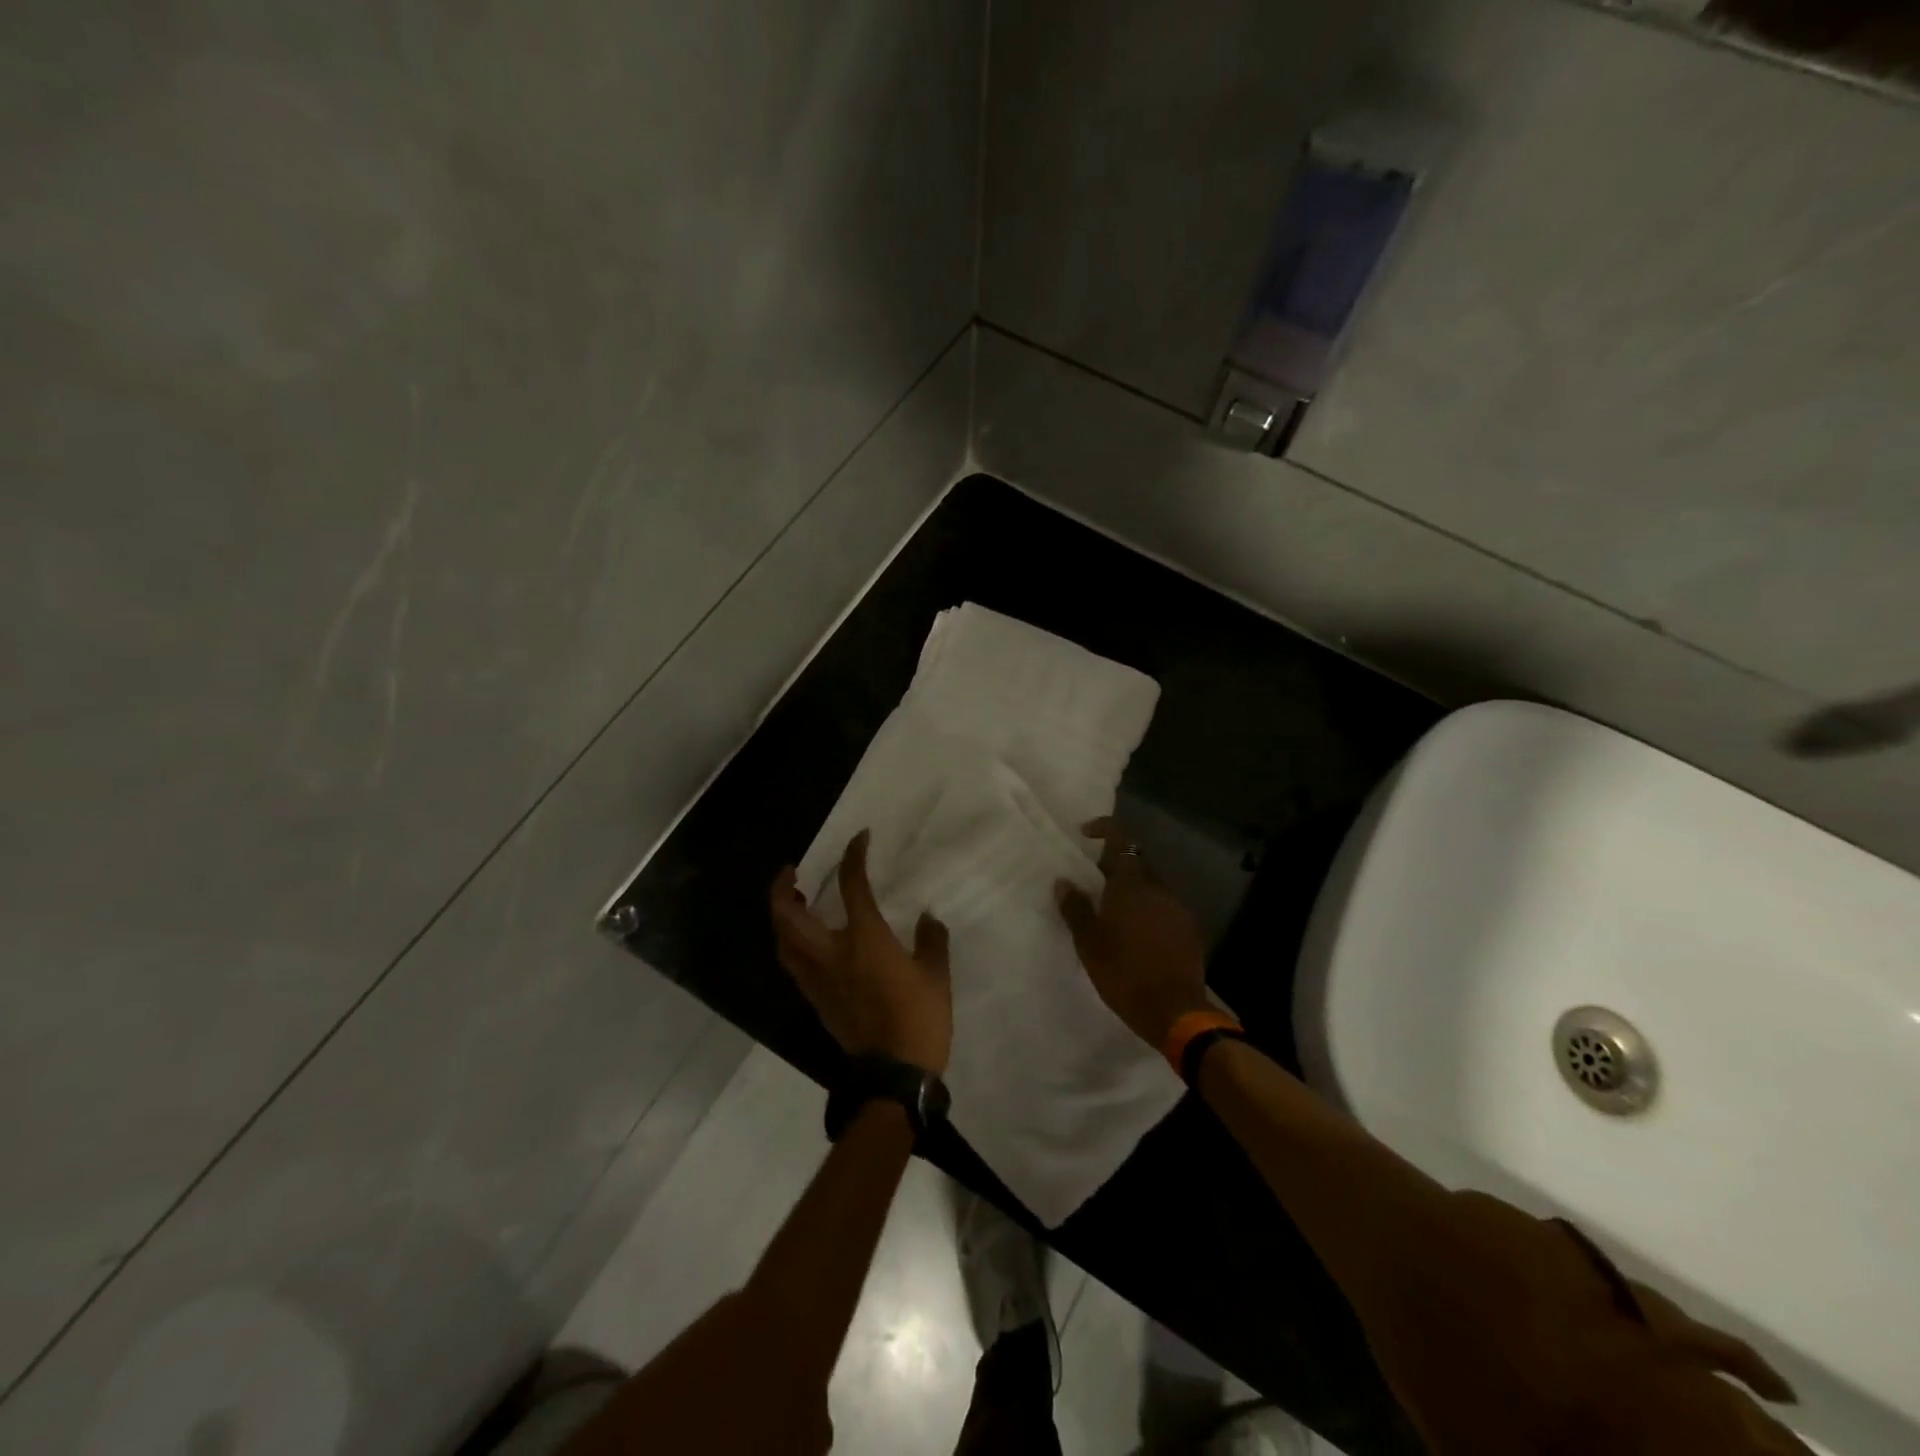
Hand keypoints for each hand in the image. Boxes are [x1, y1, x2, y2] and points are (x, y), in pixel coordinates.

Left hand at [769, 830, 952, 1074]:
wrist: (893, 1074)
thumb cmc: (919, 1018)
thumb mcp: (936, 975)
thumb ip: (931, 941)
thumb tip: (927, 919)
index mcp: (864, 939)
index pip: (852, 886)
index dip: (853, 856)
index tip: (859, 839)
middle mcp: (831, 953)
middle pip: (789, 915)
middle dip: (782, 888)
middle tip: (791, 872)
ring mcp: (818, 979)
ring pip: (783, 941)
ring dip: (780, 916)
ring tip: (792, 903)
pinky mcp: (816, 1000)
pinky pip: (793, 963)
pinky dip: (791, 943)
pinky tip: (806, 941)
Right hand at [1055, 818, 1209, 1050]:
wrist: (1175, 1010)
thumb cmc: (1123, 973)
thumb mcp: (1089, 943)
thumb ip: (1076, 908)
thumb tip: (1064, 882)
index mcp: (1130, 885)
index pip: (1120, 841)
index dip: (1104, 829)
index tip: (1086, 833)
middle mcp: (1157, 888)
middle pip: (1137, 862)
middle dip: (1116, 863)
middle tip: (1094, 880)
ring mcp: (1176, 908)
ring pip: (1151, 885)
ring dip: (1132, 888)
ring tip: (1112, 910)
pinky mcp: (1188, 929)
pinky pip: (1163, 906)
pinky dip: (1147, 909)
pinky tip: (1136, 932)